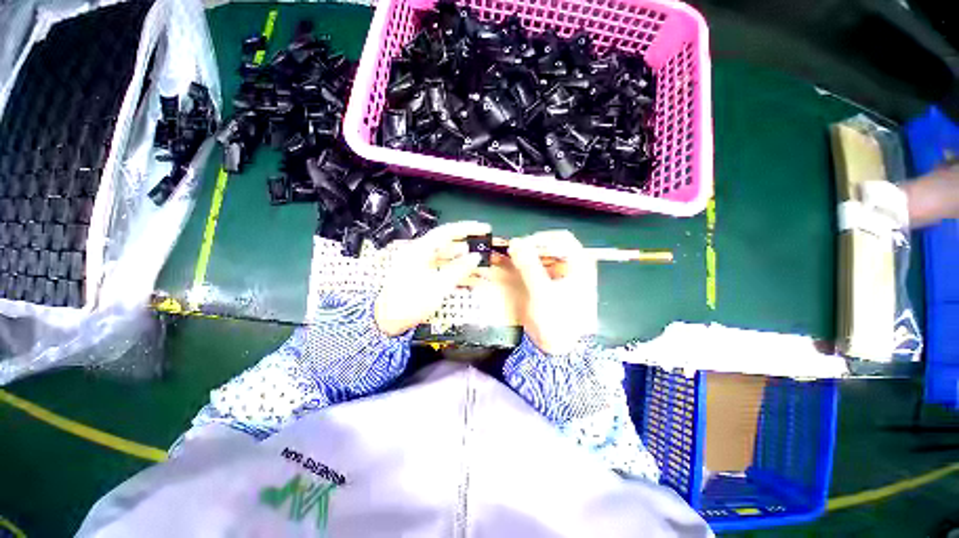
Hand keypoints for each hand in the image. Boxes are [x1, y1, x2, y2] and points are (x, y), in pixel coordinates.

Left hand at [375, 221, 490, 335]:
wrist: (388, 322)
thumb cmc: (410, 303)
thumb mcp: (438, 287)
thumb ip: (459, 269)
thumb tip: (476, 256)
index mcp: (420, 250)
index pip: (447, 232)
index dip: (468, 229)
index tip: (485, 229)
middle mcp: (421, 253)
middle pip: (450, 245)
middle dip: (470, 248)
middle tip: (488, 250)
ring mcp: (423, 264)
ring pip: (450, 258)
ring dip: (466, 262)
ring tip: (485, 268)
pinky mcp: (425, 275)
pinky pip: (446, 269)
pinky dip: (459, 273)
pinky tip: (473, 279)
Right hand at [508, 230, 597, 354]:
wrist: (562, 350)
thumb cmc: (558, 320)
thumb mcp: (542, 292)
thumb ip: (529, 266)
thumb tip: (515, 242)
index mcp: (580, 265)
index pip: (560, 238)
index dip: (539, 239)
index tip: (521, 246)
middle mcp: (574, 266)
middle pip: (551, 246)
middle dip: (531, 247)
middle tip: (513, 253)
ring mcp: (564, 276)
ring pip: (544, 256)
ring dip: (527, 256)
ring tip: (511, 260)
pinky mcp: (553, 285)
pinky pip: (539, 268)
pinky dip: (527, 266)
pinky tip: (516, 269)